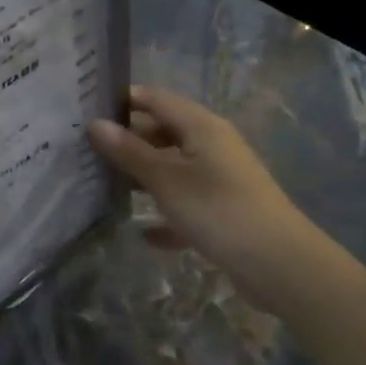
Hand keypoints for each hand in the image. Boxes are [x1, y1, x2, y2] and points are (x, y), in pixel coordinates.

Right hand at [89, 86, 311, 283]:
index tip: (84, 112)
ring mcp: (220, 178)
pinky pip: (185, 202)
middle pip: (161, 132)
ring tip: (101, 185)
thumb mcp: (165, 180)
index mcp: (201, 127)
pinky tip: (144, 233)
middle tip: (84, 152)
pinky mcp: (223, 209)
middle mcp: (212, 145)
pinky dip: (165, 212)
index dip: (121, 101)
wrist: (281, 266)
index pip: (154, 99)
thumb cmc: (218, 210)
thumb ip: (128, 151)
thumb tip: (95, 124)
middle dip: (126, 141)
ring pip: (171, 167)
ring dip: (141, 176)